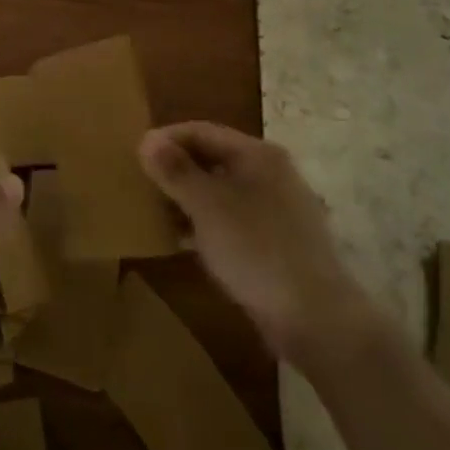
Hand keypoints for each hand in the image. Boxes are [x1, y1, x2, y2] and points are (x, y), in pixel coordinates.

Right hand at [139, 122, 377, 375]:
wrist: (316, 318)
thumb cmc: (256, 250)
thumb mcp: (207, 206)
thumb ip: (175, 171)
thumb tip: (147, 140)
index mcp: (257, 154)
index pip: (201, 131)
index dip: (165, 139)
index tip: (133, 157)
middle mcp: (269, 173)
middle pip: (212, 158)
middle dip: (175, 168)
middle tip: (140, 184)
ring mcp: (276, 208)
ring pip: (220, 191)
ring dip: (187, 197)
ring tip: (154, 212)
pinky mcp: (275, 241)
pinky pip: (231, 219)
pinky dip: (205, 222)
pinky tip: (183, 240)